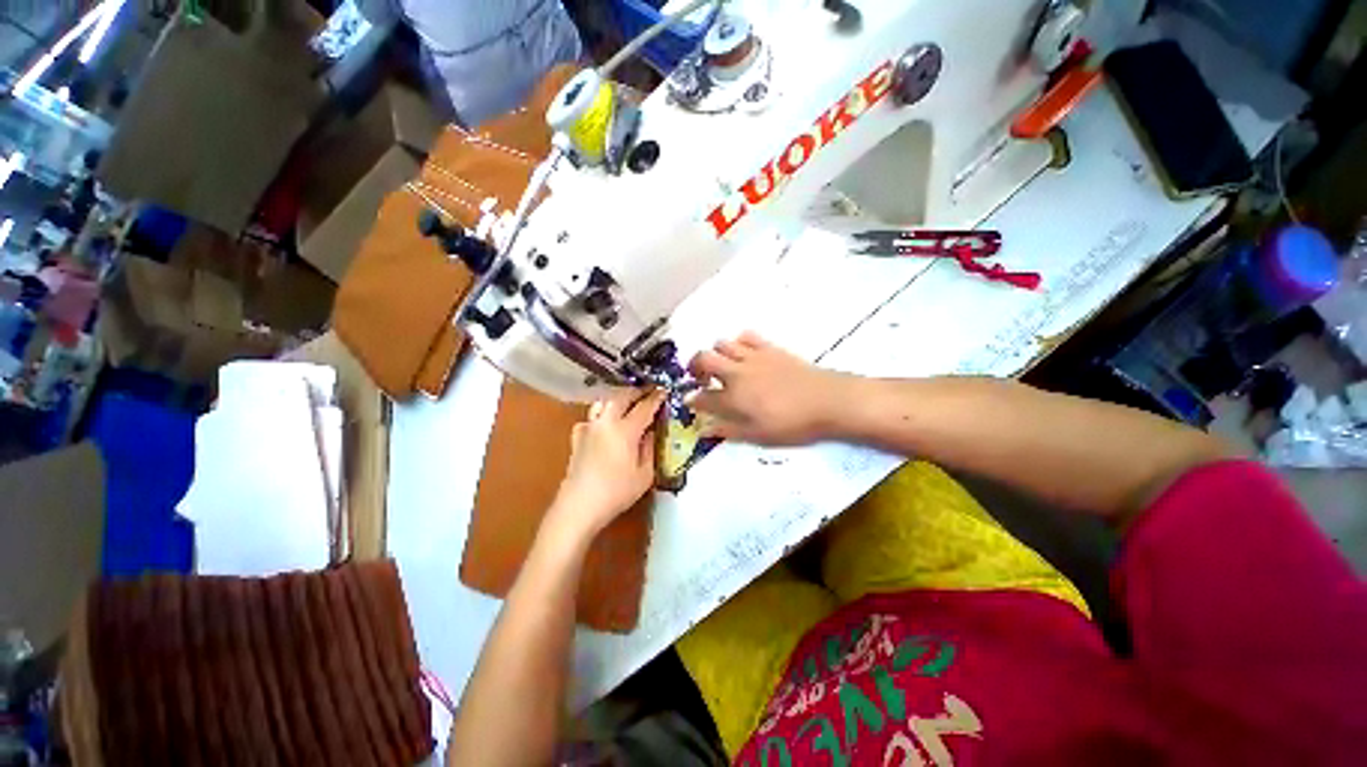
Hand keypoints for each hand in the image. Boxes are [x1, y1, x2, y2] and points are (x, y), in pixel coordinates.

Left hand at [548, 388, 665, 538]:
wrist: (579, 505)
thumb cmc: (616, 492)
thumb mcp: (644, 474)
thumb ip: (650, 448)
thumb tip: (651, 432)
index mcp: (625, 430)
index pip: (644, 407)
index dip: (656, 398)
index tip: (664, 391)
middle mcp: (606, 422)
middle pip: (621, 396)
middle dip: (636, 391)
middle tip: (647, 392)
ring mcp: (589, 427)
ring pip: (604, 401)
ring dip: (618, 397)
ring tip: (628, 401)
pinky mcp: (578, 436)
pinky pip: (591, 416)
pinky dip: (601, 413)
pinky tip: (605, 423)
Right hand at [688, 332, 848, 445]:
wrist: (828, 401)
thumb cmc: (792, 424)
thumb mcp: (758, 436)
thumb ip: (728, 430)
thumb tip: (704, 429)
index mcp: (732, 398)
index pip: (701, 396)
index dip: (692, 399)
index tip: (692, 402)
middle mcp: (736, 373)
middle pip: (703, 358)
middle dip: (694, 366)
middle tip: (700, 378)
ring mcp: (752, 357)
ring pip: (721, 343)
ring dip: (716, 354)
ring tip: (723, 366)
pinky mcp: (769, 348)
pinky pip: (746, 336)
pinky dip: (739, 343)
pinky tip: (745, 354)